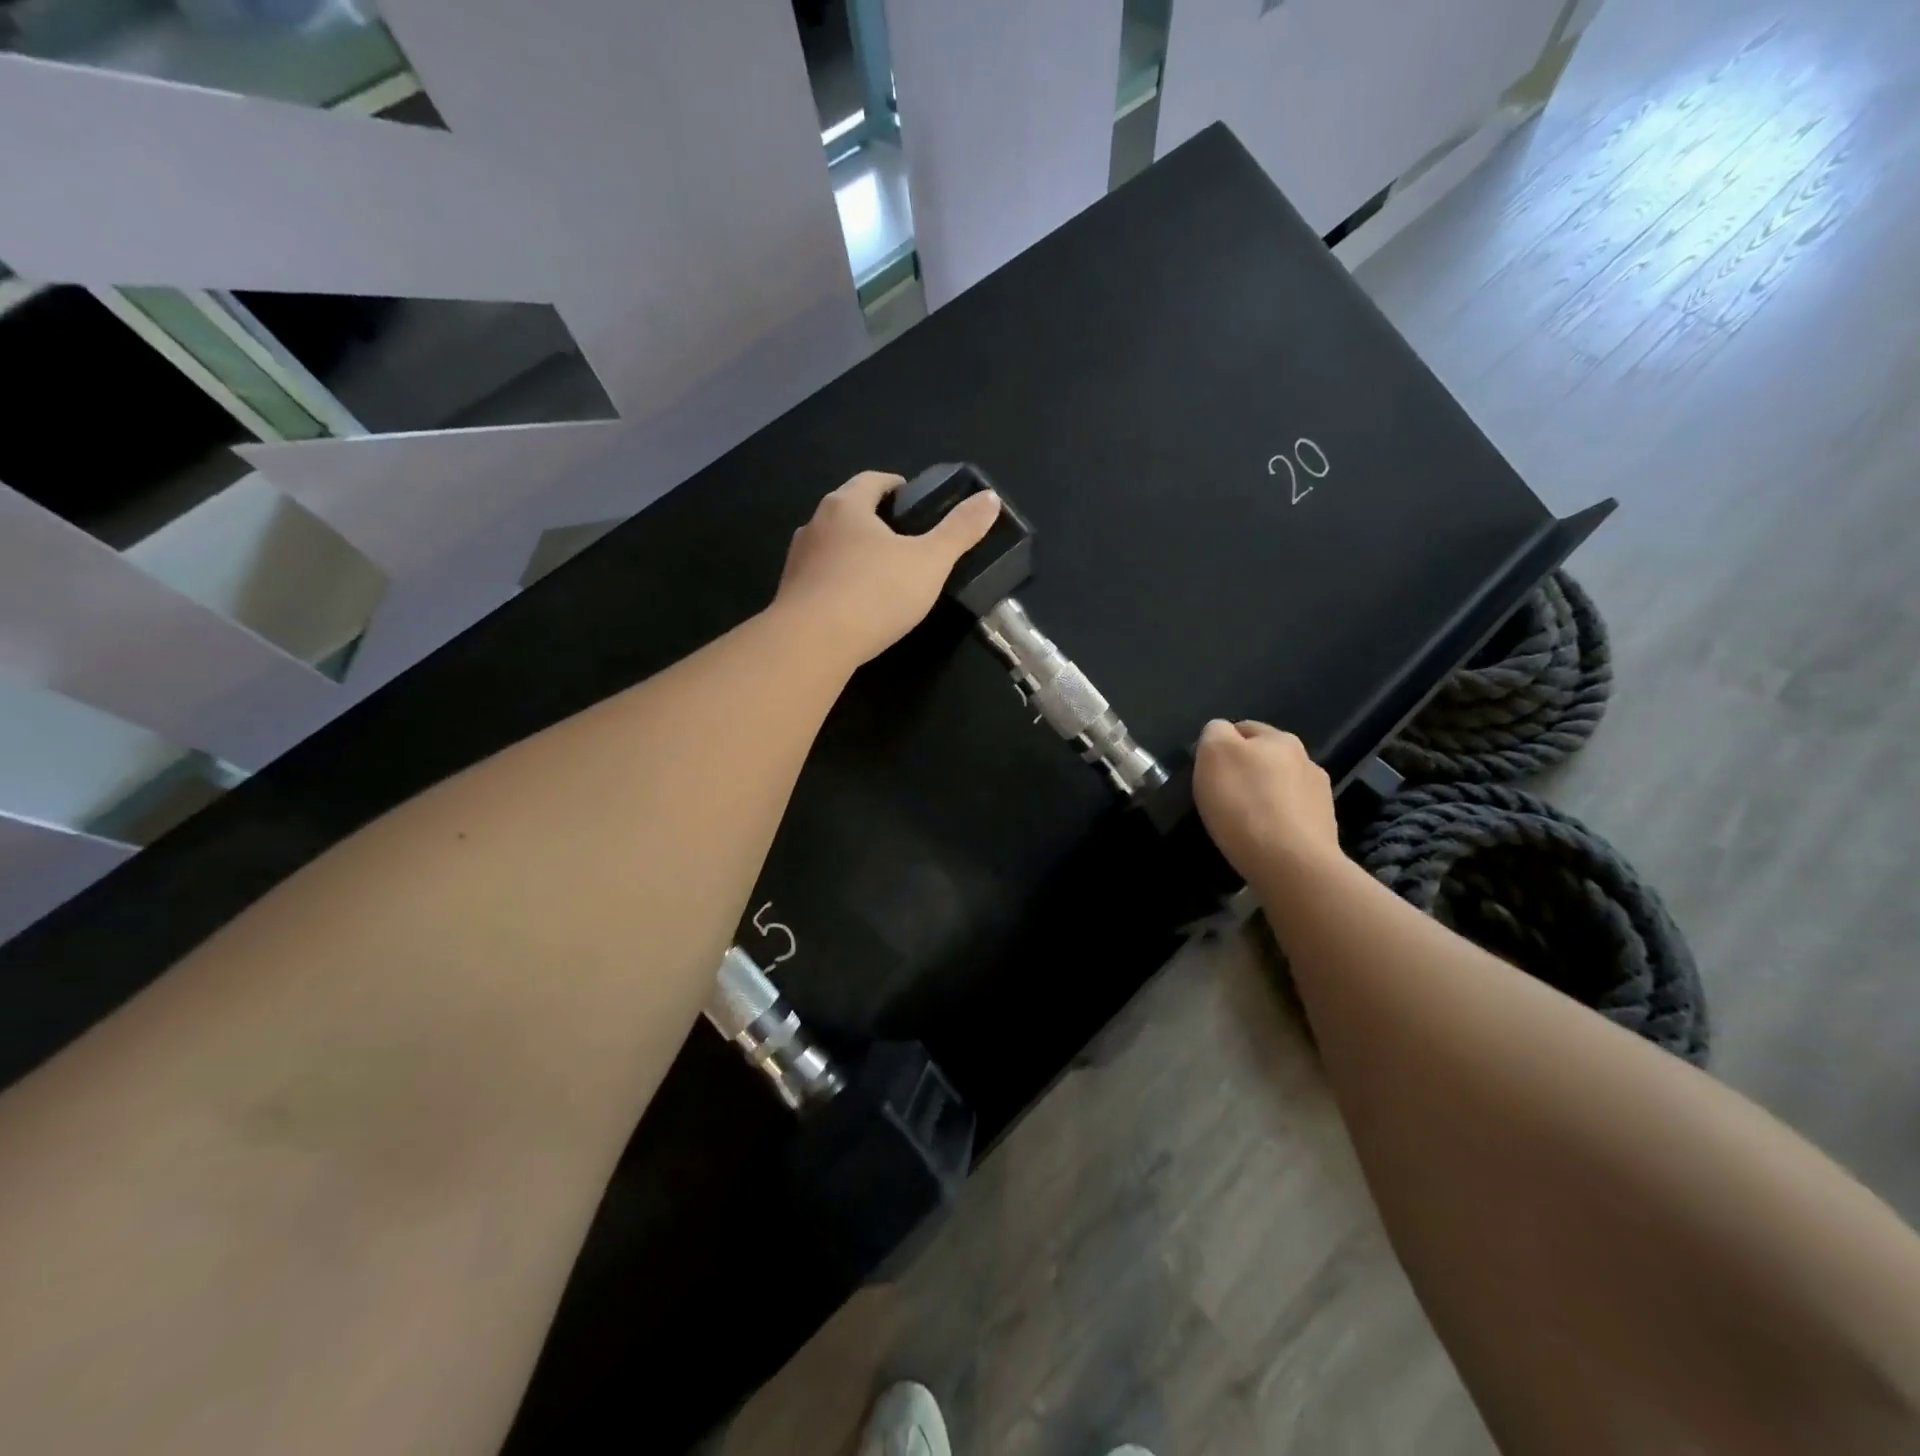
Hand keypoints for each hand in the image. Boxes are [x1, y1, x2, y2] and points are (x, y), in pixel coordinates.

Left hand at [773, 471, 1001, 667]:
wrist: (811, 644)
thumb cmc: (874, 593)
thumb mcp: (930, 562)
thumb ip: (960, 531)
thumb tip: (990, 498)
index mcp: (846, 505)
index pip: (873, 481)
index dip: (897, 487)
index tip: (916, 503)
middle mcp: (814, 524)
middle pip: (849, 512)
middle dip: (876, 522)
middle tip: (907, 542)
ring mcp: (797, 561)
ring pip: (832, 547)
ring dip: (855, 554)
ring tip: (883, 576)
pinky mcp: (789, 594)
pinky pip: (820, 579)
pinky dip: (839, 583)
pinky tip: (857, 606)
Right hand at [1193, 720, 1340, 881]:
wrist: (1290, 864)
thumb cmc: (1244, 804)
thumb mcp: (1213, 754)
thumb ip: (1215, 733)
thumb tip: (1221, 733)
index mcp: (1279, 738)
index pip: (1242, 729)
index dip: (1220, 747)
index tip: (1207, 772)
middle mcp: (1306, 760)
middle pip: (1265, 759)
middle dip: (1245, 771)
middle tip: (1221, 797)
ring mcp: (1319, 796)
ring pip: (1280, 788)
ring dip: (1263, 797)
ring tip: (1243, 823)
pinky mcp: (1323, 829)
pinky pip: (1291, 817)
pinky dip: (1276, 823)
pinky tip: (1263, 839)